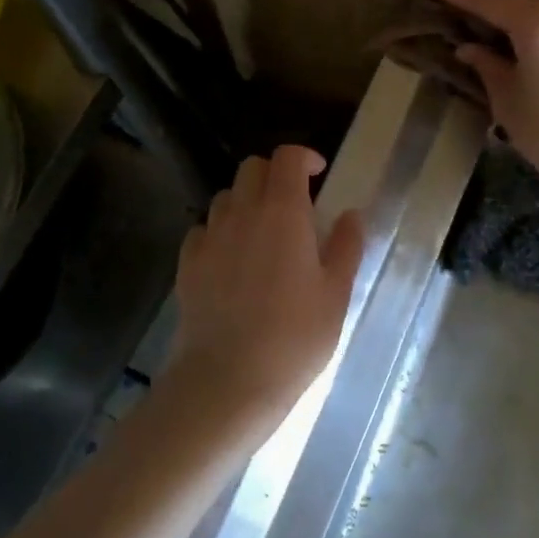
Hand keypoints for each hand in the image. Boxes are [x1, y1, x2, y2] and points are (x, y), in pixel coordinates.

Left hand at [170, 146, 365, 433]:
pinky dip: (220, 231)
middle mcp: (242, 213)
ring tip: (263, 233)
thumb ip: (346, 246)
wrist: (228, 380)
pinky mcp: (187, 263)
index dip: (304, 157)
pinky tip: (231, 260)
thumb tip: (351, 214)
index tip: (319, 174)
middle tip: (294, 204)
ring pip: (226, 196)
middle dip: (274, 174)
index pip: (287, 158)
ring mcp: (210, 236)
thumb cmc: (294, 339)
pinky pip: (203, 229)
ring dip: (246, 201)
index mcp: (283, 213)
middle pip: (252, 167)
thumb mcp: (336, 294)